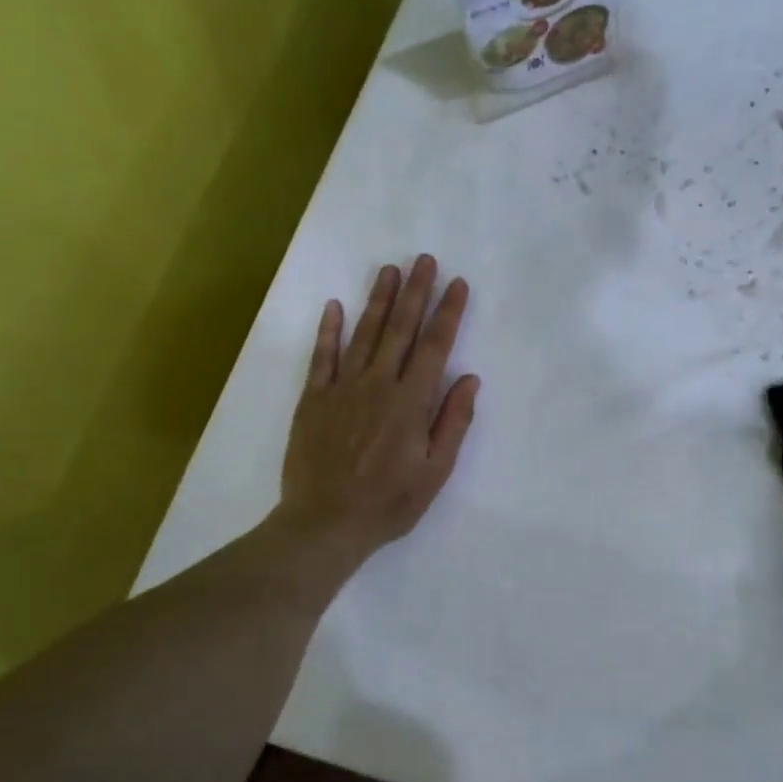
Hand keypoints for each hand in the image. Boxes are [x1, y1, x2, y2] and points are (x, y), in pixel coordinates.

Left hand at [277, 255, 478, 571]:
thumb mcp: (435, 471)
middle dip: (416, 292)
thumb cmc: (389, 503)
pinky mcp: (313, 399)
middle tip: (424, 259)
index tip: (457, 284)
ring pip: (364, 334)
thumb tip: (469, 378)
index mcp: (411, 402)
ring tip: (390, 270)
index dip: (448, 313)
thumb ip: (452, 422)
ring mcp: (342, 389)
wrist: (325, 522)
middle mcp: (377, 385)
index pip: (434, 347)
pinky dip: (328, 330)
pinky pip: (321, 357)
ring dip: (379, 300)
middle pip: (400, 330)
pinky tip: (335, 306)